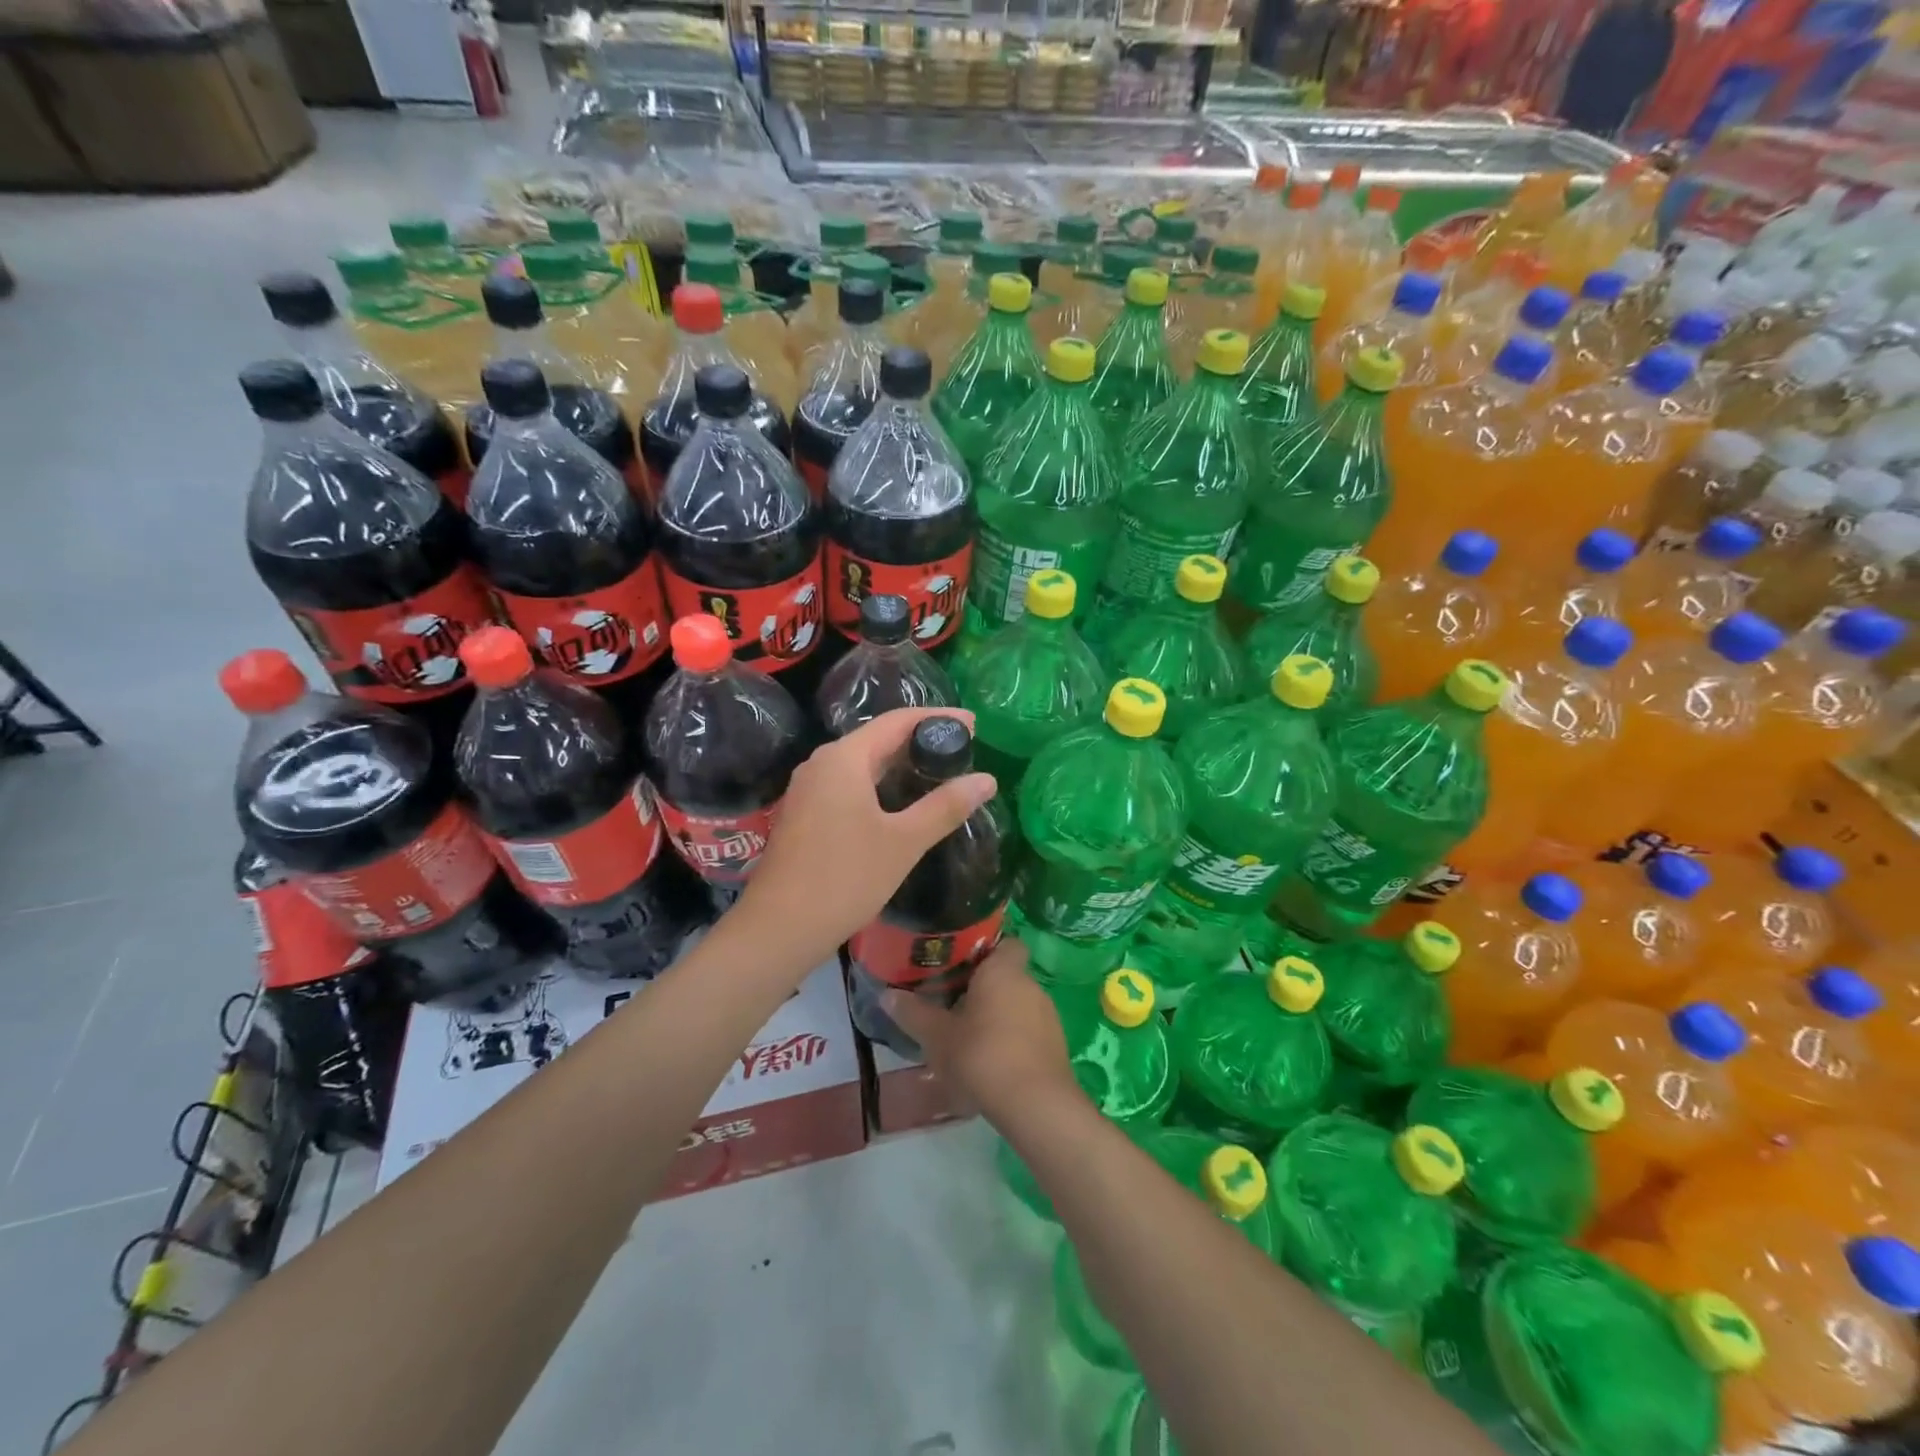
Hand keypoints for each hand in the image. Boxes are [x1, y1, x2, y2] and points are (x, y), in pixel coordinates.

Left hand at [734, 707, 996, 965]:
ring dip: (899, 764)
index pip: (896, 721)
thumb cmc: (846, 878)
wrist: (779, 928)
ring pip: (862, 763)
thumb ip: (945, 806)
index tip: (972, 723)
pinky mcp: (805, 813)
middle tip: (962, 749)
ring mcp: (809, 789)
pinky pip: (849, 784)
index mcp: (844, 758)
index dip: (936, 718)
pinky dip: (879, 784)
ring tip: (938, 772)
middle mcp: (822, 763)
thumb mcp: (904, 841)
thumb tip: (987, 779)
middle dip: (919, 740)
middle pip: (877, 738)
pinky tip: (901, 802)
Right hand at [883, 939, 1078, 1128]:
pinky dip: (1011, 1041)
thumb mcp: (937, 1036)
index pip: (1006, 943)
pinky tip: (990, 1065)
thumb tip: (886, 994)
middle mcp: (1030, 985)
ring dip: (996, 1017)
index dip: (986, 951)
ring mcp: (1048, 1016)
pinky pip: (1028, 1032)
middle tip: (952, 1004)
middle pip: (1006, 977)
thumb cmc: (982, 1056)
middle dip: (982, 989)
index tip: (961, 964)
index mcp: (1003, 971)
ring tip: (967, 1039)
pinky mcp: (1056, 1046)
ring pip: (1017, 1006)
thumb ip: (913, 1013)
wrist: (1035, 1105)